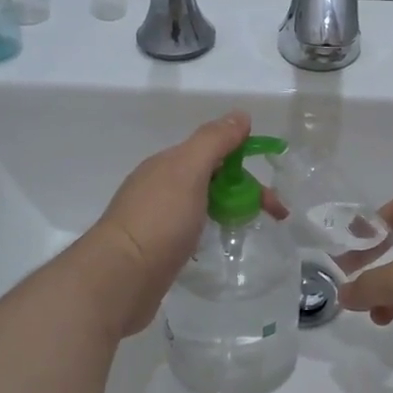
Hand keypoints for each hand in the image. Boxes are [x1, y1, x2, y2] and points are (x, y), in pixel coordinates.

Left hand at [85, 113, 283, 335]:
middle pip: (211, 178)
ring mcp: (156, 219)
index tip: (271, 188)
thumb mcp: (189, 170)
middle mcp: (160, 186)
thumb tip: (240, 114)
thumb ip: (214, 141)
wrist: (119, 278)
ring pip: (201, 205)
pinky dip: (210, 231)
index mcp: (168, 164)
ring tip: (249, 230)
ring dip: (228, 210)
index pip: (214, 152)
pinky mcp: (156, 249)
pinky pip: (191, 230)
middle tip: (273, 216)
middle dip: (243, 191)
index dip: (245, 164)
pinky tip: (217, 246)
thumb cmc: (159, 220)